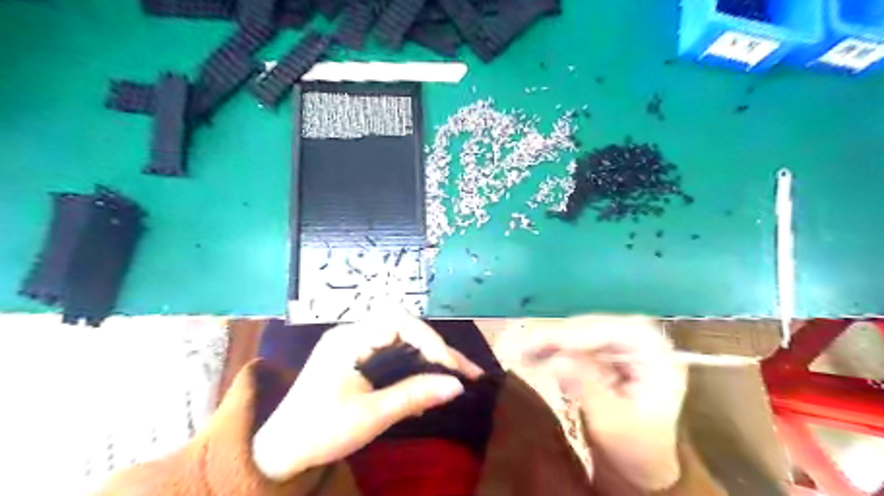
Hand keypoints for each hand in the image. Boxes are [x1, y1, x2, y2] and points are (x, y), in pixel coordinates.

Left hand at [249, 314, 483, 480]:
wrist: (280, 450)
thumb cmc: (321, 431)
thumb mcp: (371, 415)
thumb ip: (415, 396)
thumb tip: (457, 386)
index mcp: (349, 339)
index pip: (399, 322)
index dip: (430, 340)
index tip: (452, 367)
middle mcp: (352, 333)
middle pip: (404, 328)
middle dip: (436, 348)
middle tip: (465, 370)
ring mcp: (353, 343)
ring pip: (401, 339)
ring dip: (428, 356)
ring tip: (456, 374)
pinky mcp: (355, 357)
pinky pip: (390, 352)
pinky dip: (412, 364)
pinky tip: (426, 382)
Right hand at [515, 315, 686, 490]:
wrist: (642, 465)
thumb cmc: (635, 449)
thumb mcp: (612, 422)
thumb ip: (588, 387)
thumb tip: (559, 359)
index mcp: (659, 358)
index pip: (620, 332)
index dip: (582, 334)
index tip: (549, 341)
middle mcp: (643, 344)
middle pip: (598, 327)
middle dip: (562, 335)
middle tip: (528, 344)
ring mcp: (626, 347)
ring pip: (585, 332)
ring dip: (555, 340)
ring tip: (526, 351)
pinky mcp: (609, 354)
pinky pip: (579, 343)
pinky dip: (557, 349)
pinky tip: (537, 355)